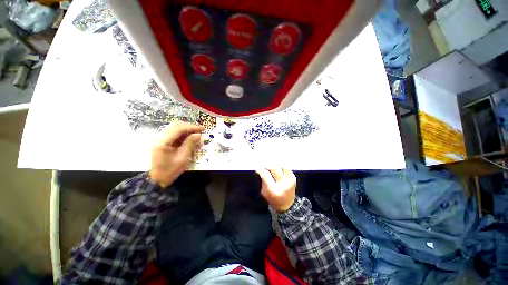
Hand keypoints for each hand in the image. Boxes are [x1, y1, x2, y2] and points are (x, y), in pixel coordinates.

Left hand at [149, 122, 204, 187]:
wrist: (157, 180)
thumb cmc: (170, 171)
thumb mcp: (183, 158)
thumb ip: (190, 145)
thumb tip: (198, 135)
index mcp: (163, 142)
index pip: (179, 129)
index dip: (192, 127)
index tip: (203, 129)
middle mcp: (161, 138)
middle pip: (176, 126)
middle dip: (190, 127)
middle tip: (200, 131)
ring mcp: (161, 140)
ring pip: (175, 130)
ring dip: (187, 131)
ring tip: (197, 135)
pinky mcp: (163, 144)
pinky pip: (175, 136)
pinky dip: (184, 136)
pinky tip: (191, 140)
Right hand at [256, 168, 296, 212]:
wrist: (287, 205)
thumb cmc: (273, 199)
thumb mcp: (264, 192)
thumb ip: (263, 180)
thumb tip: (261, 169)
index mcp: (274, 190)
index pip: (266, 175)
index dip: (260, 170)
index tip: (257, 169)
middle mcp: (283, 184)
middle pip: (274, 168)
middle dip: (268, 166)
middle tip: (265, 166)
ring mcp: (290, 181)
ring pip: (282, 166)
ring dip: (276, 165)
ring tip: (272, 166)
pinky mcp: (294, 178)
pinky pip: (287, 168)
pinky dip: (281, 167)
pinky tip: (278, 168)